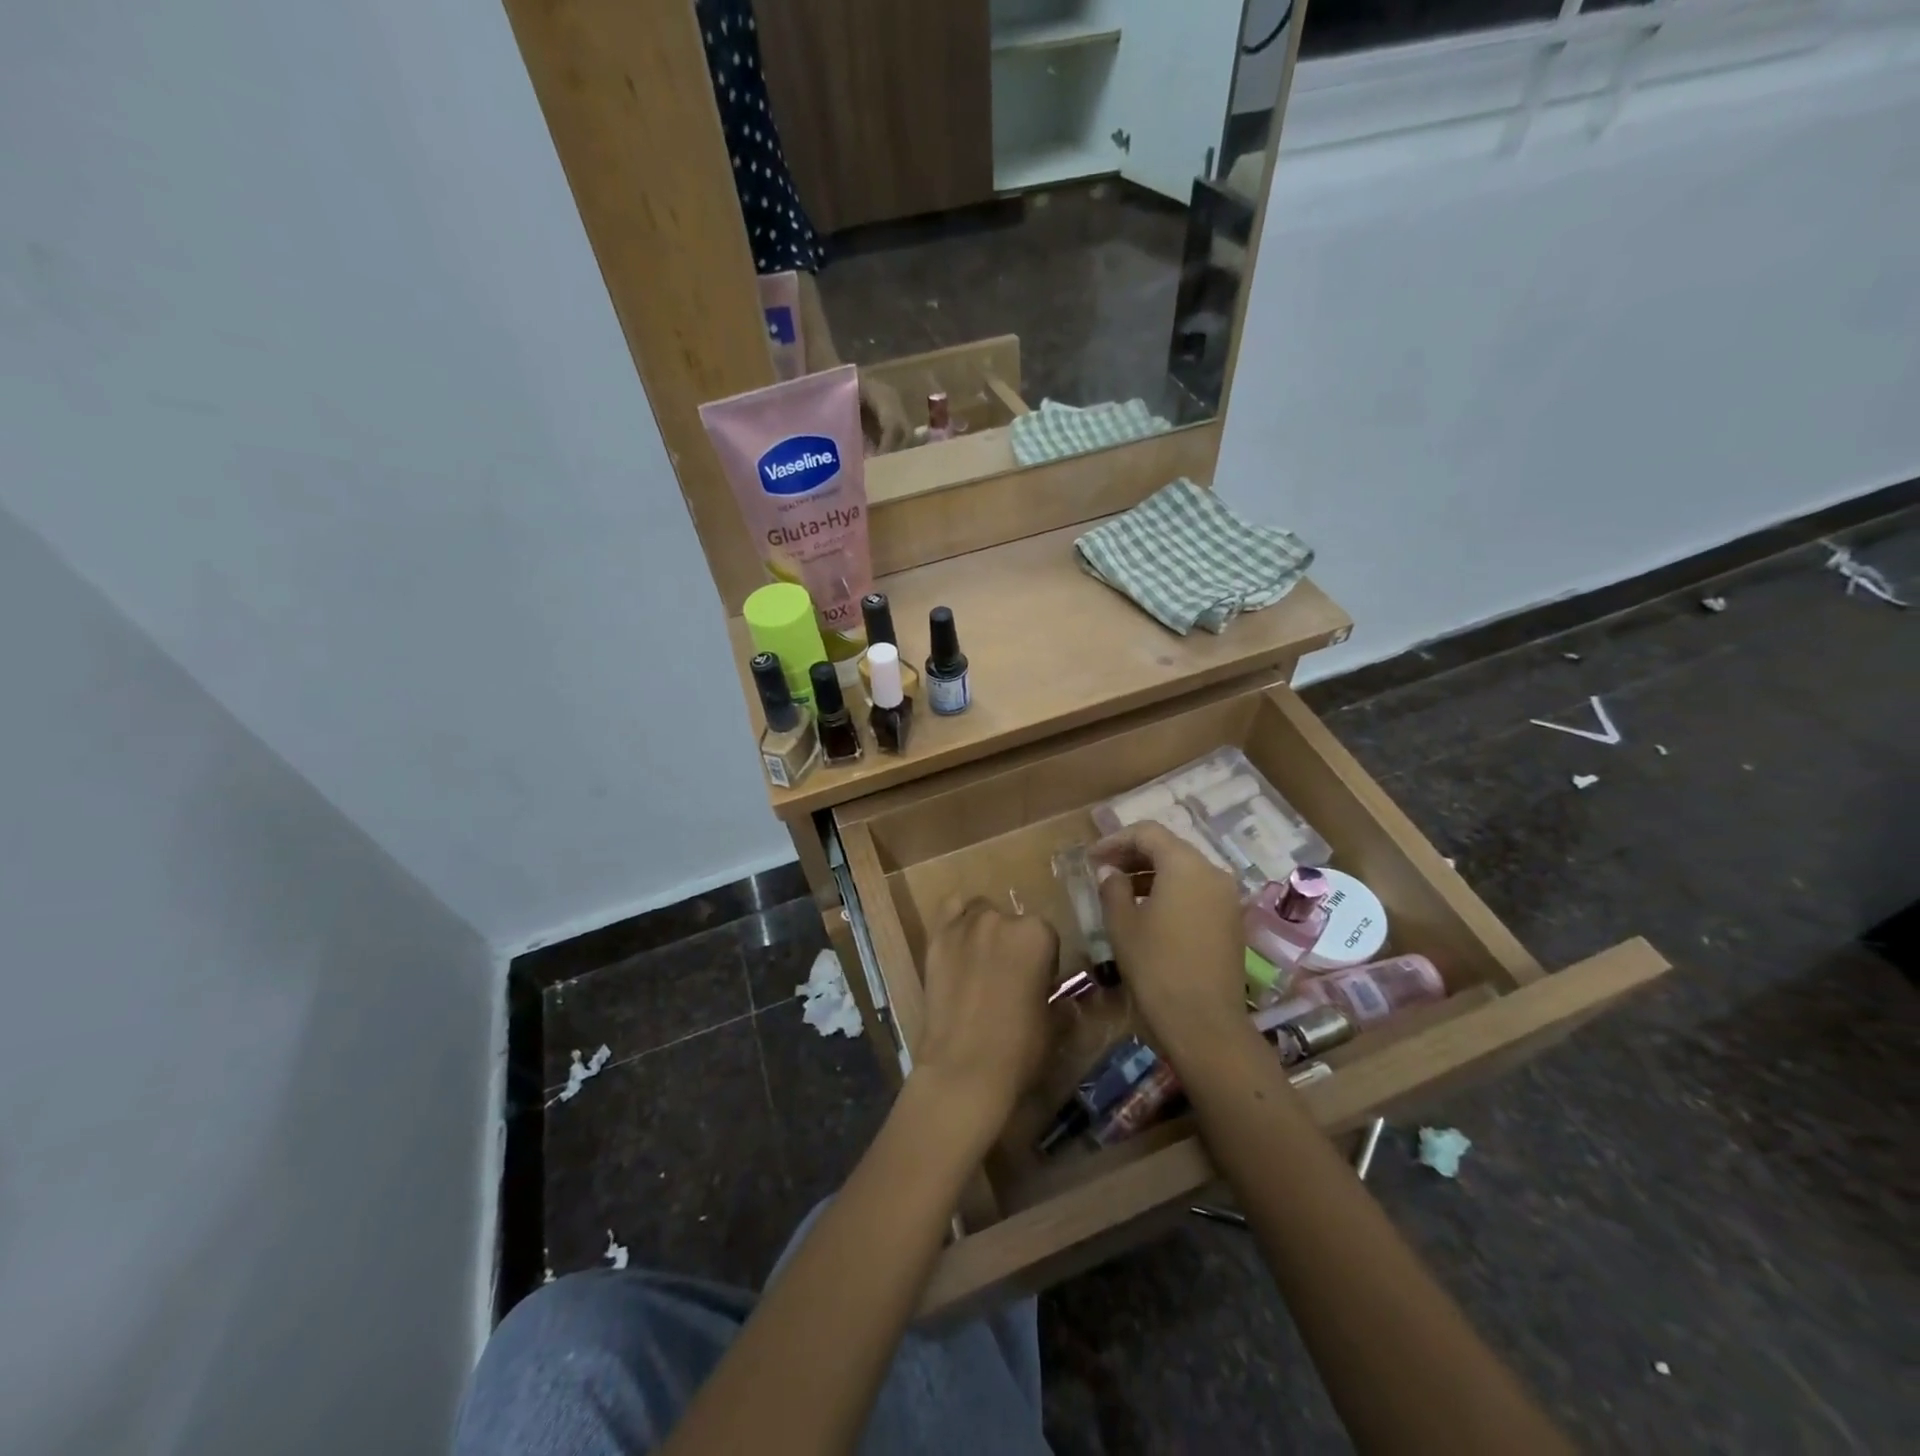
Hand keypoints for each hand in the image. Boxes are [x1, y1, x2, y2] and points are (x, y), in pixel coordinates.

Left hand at [913, 897, 1058, 1131]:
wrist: (963, 1068)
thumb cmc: (1020, 1048)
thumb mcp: (1054, 1024)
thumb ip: (1059, 1000)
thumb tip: (1061, 1000)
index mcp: (1038, 934)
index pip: (1046, 935)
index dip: (1042, 961)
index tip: (1037, 983)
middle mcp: (1002, 919)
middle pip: (1012, 921)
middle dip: (1013, 944)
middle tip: (1008, 977)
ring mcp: (965, 925)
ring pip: (980, 913)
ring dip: (985, 931)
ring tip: (980, 963)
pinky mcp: (936, 938)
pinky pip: (950, 912)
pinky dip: (956, 921)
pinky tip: (958, 945)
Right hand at [1092, 823, 1245, 1053]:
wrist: (1204, 1024)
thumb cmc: (1156, 967)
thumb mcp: (1123, 924)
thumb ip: (1113, 888)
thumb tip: (1109, 871)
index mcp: (1186, 865)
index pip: (1148, 833)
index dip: (1115, 840)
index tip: (1091, 858)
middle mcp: (1212, 873)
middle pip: (1169, 848)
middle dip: (1134, 855)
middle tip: (1103, 871)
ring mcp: (1227, 898)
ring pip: (1185, 871)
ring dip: (1151, 874)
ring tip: (1120, 892)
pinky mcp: (1232, 922)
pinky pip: (1197, 892)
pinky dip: (1171, 892)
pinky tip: (1148, 912)